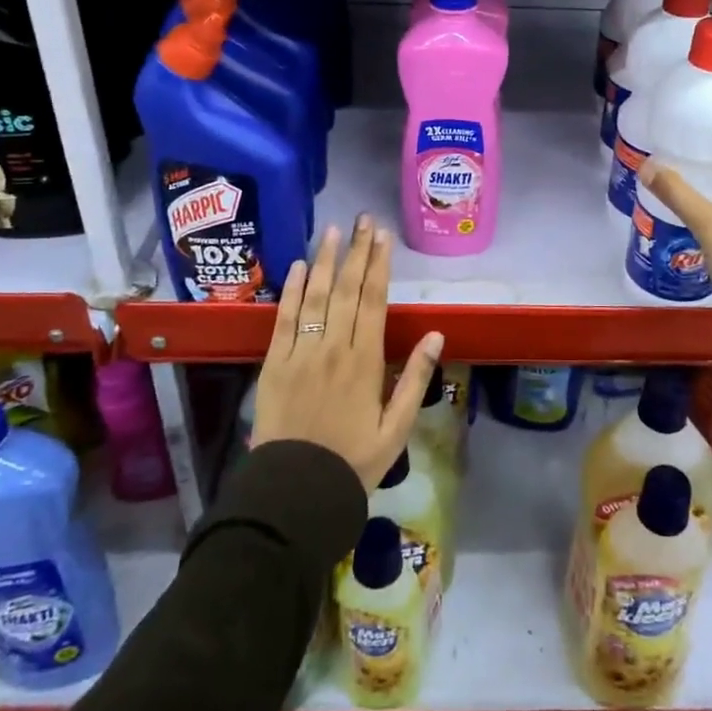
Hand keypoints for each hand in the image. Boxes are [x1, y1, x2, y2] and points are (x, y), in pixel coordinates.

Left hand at [251, 215, 443, 490]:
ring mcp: (301, 352)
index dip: (379, 265)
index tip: (383, 237)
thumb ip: (415, 379)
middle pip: (346, 289)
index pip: (374, 300)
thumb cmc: (353, 461)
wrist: (296, 490)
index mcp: (365, 361)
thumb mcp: (397, 428)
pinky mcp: (274, 363)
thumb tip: (436, 334)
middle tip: (363, 220)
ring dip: (324, 260)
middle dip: (356, 251)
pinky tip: (297, 266)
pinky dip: (291, 290)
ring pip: (315, 296)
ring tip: (332, 230)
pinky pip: (284, 318)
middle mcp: (333, 347)